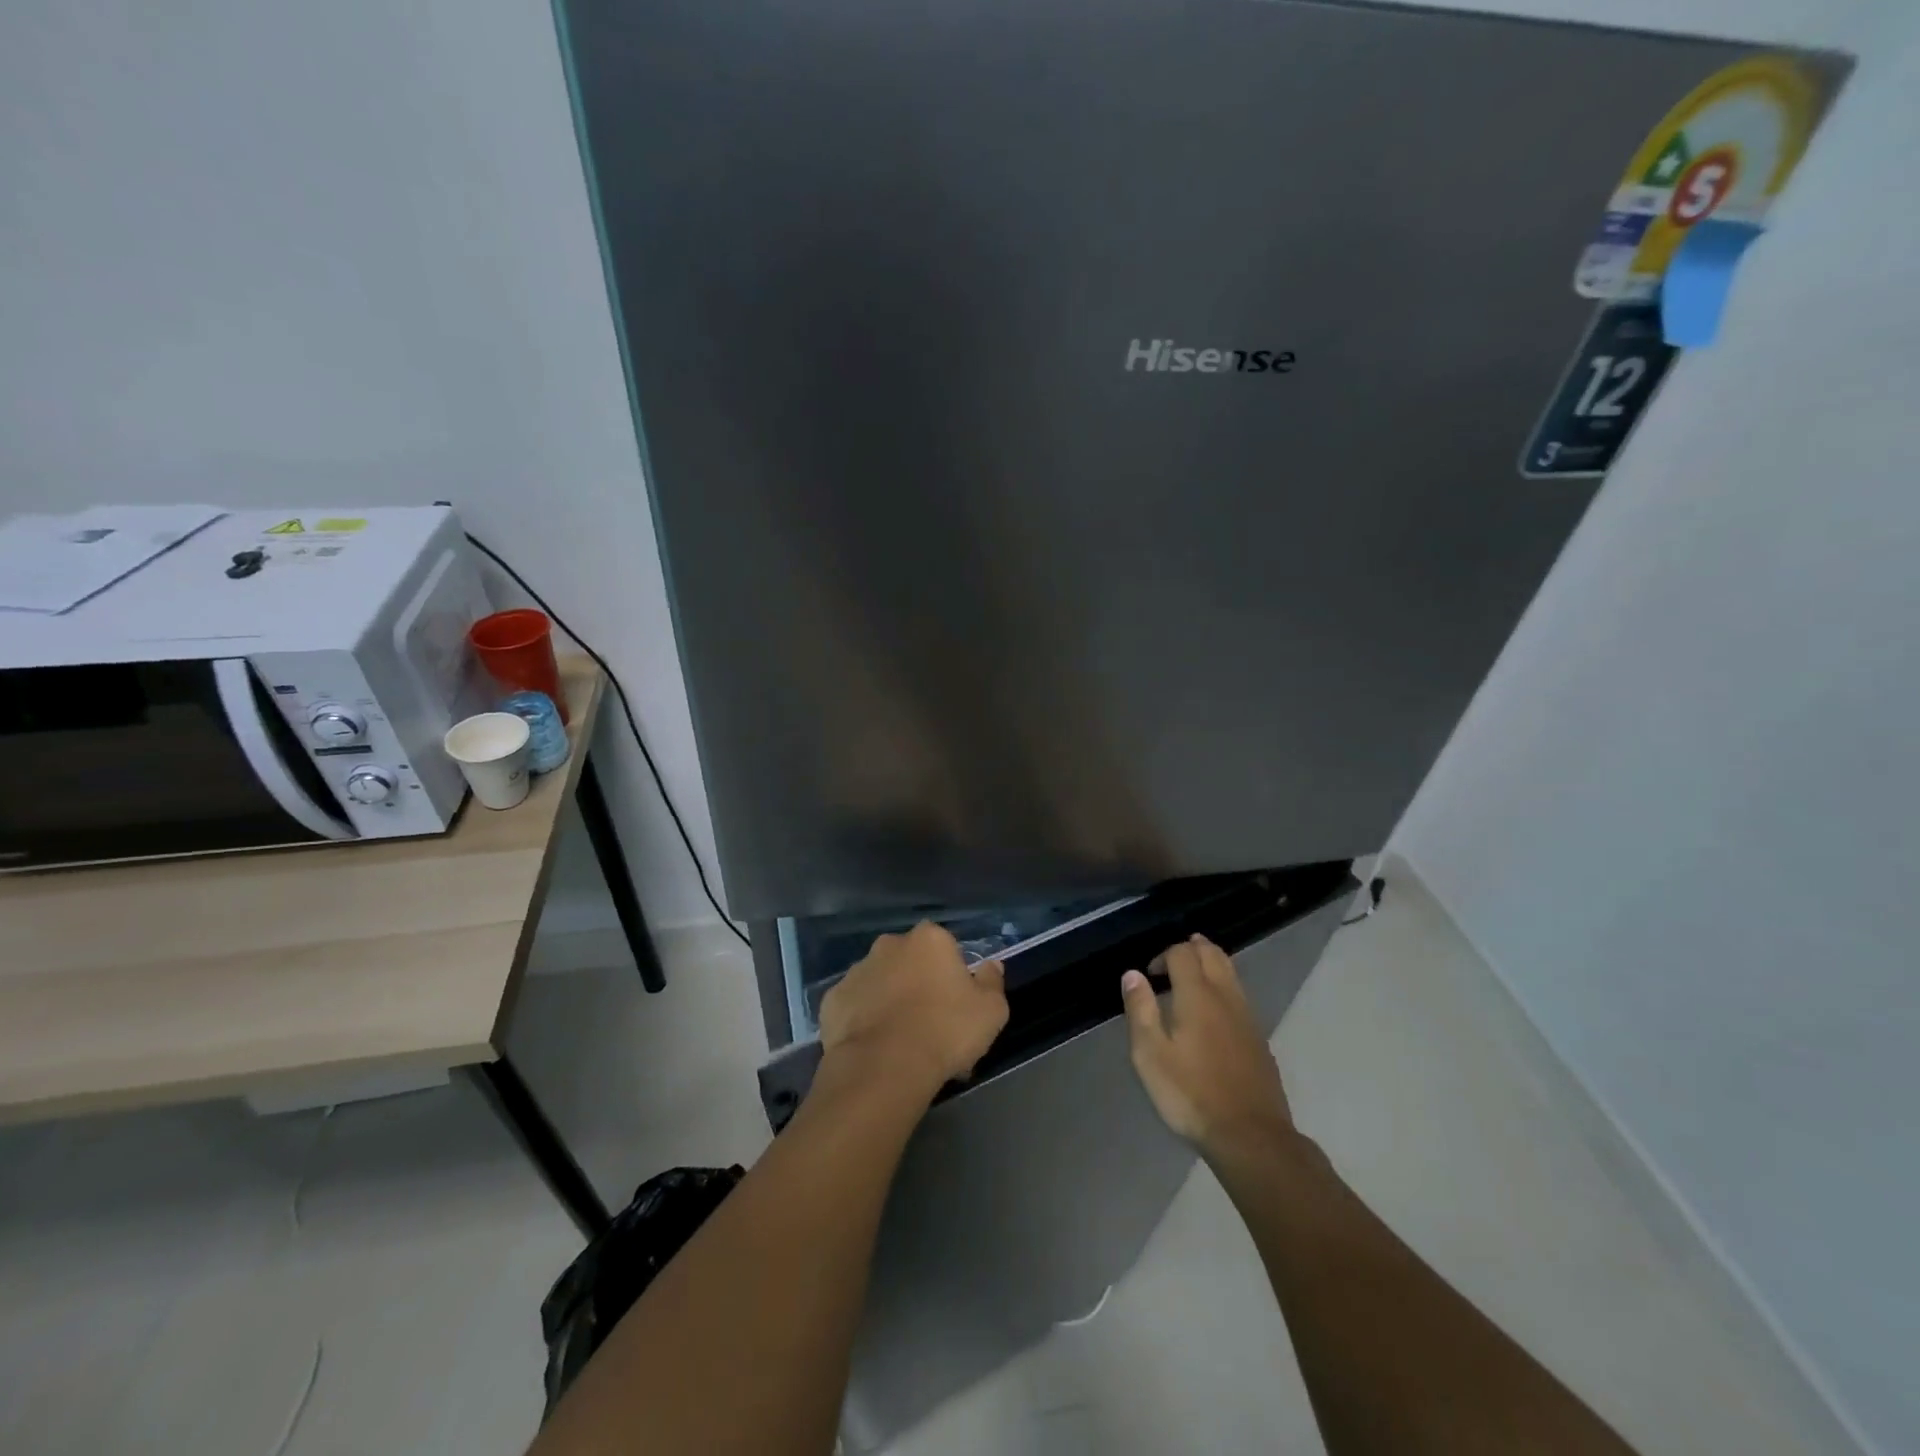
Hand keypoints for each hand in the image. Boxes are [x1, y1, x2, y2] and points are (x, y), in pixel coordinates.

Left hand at [820, 922, 1009, 1096]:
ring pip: (880, 981)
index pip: (945, 946)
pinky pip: (854, 1006)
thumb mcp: (991, 1011)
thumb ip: (993, 982)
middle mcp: (889, 944)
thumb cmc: (945, 1031)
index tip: (957, 1004)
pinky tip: (875, 1047)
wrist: (884, 1067)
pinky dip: (863, 1020)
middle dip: (918, 983)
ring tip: (901, 1041)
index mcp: (929, 939)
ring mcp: (857, 971)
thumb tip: (991, 966)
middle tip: (930, 1023)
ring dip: (890, 1000)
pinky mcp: (832, 1000)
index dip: (952, 974)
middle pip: (910, 960)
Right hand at [1121, 935, 1295, 1160]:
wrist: (1251, 1137)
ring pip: (1231, 972)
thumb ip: (1140, 1010)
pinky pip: (1240, 996)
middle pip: (1213, 954)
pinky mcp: (1259, 1039)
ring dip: (1210, 965)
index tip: (1149, 975)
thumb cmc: (1191, 1094)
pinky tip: (1213, 1012)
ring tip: (1190, 978)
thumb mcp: (1150, 1055)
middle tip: (1171, 961)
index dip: (1163, 955)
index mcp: (1197, 996)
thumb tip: (1133, 974)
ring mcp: (1247, 1017)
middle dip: (1192, 948)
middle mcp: (1226, 997)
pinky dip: (1223, 987)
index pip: (1182, 953)